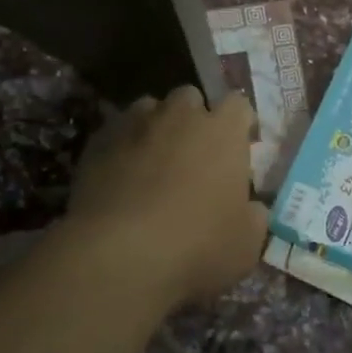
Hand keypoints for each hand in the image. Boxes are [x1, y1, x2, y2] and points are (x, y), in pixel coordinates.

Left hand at [64, 85, 267, 308]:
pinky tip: (120, 178)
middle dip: (193, 118)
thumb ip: (254, 217)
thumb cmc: (197, 246)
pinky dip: (121, 148)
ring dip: (155, 127)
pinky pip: (115, 134)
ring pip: (148, 108)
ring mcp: (135, 125)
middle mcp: (180, 116)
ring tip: (153, 161)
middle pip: (190, 98)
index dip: (239, 123)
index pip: (238, 105)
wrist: (118, 255)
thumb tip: (252, 208)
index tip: (239, 146)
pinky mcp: (97, 143)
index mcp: (223, 132)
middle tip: (194, 154)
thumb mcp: (246, 244)